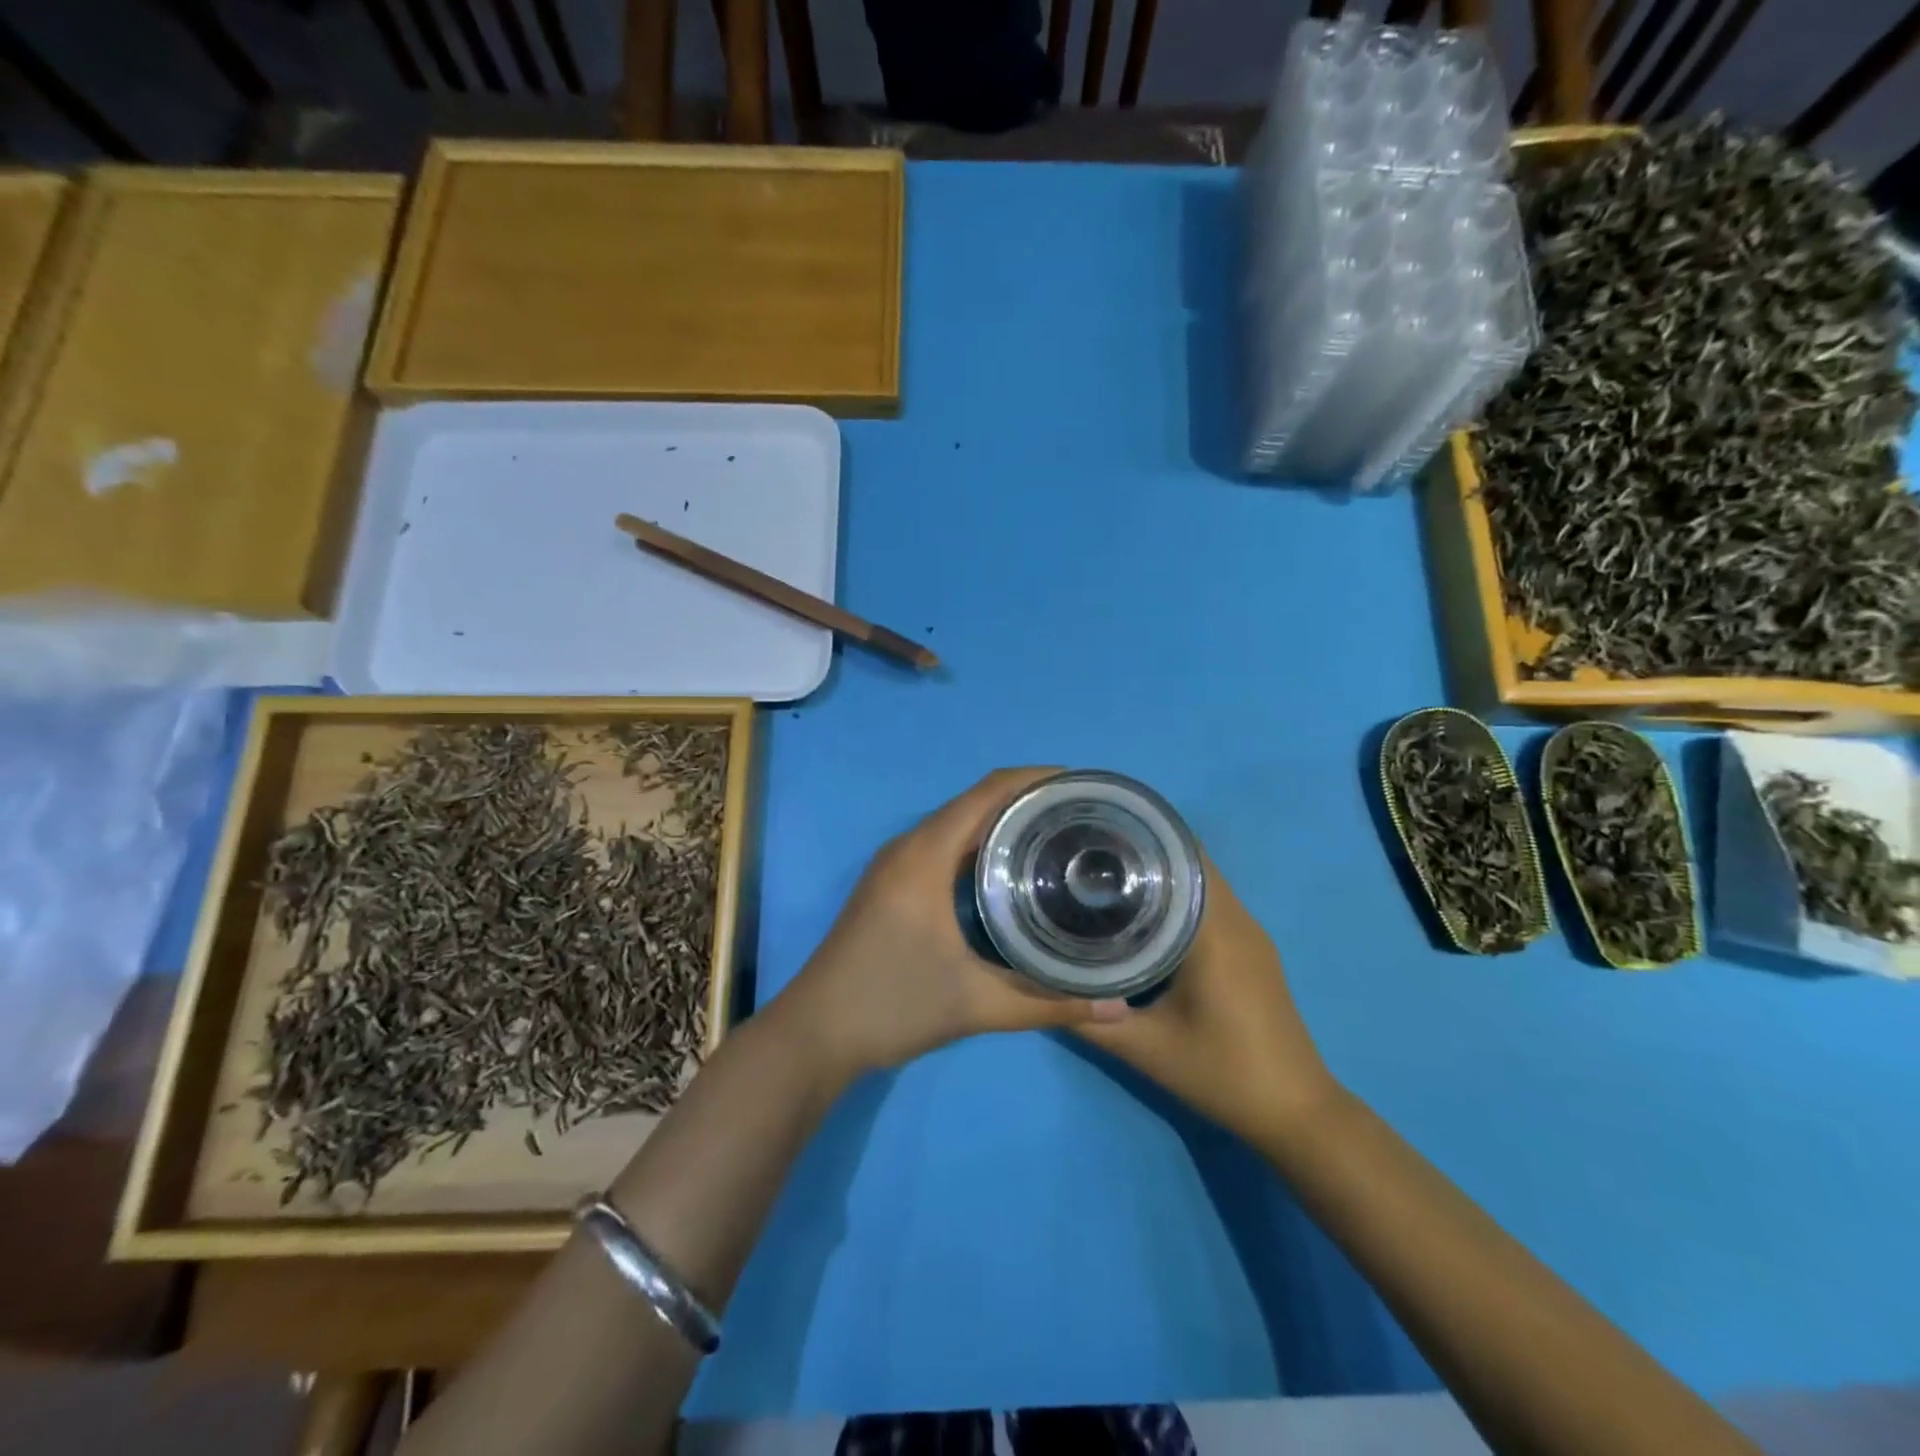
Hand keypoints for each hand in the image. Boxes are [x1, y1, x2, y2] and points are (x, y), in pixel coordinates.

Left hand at [776, 768, 1129, 1076]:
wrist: (816, 1032)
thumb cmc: (893, 1006)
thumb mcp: (976, 1006)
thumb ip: (1049, 1005)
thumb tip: (1118, 1010)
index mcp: (925, 856)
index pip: (986, 793)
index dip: (1033, 779)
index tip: (1078, 784)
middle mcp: (908, 847)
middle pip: (973, 802)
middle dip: (1024, 799)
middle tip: (1078, 815)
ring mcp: (893, 864)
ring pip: (954, 823)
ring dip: (999, 820)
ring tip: (1052, 835)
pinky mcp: (888, 883)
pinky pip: (939, 843)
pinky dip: (976, 842)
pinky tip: (1005, 869)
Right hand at [1073, 856, 1337, 1148]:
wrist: (1295, 1112)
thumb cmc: (1221, 1073)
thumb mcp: (1145, 1048)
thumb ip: (1087, 1017)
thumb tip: (1038, 985)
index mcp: (1215, 930)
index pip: (1182, 856)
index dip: (1140, 839)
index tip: (1095, 835)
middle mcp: (1238, 920)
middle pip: (1191, 862)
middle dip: (1143, 852)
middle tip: (1088, 857)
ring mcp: (1250, 934)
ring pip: (1203, 882)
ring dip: (1162, 873)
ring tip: (1107, 877)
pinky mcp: (1252, 950)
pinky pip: (1212, 904)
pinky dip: (1180, 896)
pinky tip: (1144, 915)